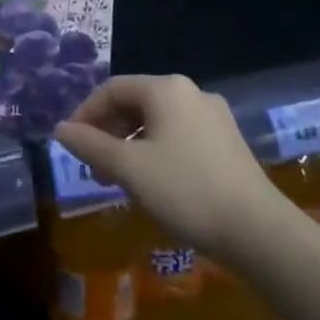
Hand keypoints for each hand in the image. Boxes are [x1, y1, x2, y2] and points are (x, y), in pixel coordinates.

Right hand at [54, 74, 284, 258]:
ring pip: (156, 121)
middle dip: (107, 132)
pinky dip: (154, 151)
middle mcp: (191, 93)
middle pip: (135, 102)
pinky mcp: (227, 142)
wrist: (258, 231)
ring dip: (129, 144)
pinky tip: (151, 182)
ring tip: (117, 179)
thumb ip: (90, 145)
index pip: (112, 89)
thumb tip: (60, 130)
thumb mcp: (128, 168)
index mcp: (166, 90)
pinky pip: (178, 135)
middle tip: (93, 166)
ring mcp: (214, 117)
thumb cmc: (185, 190)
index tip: (71, 144)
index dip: (85, 113)